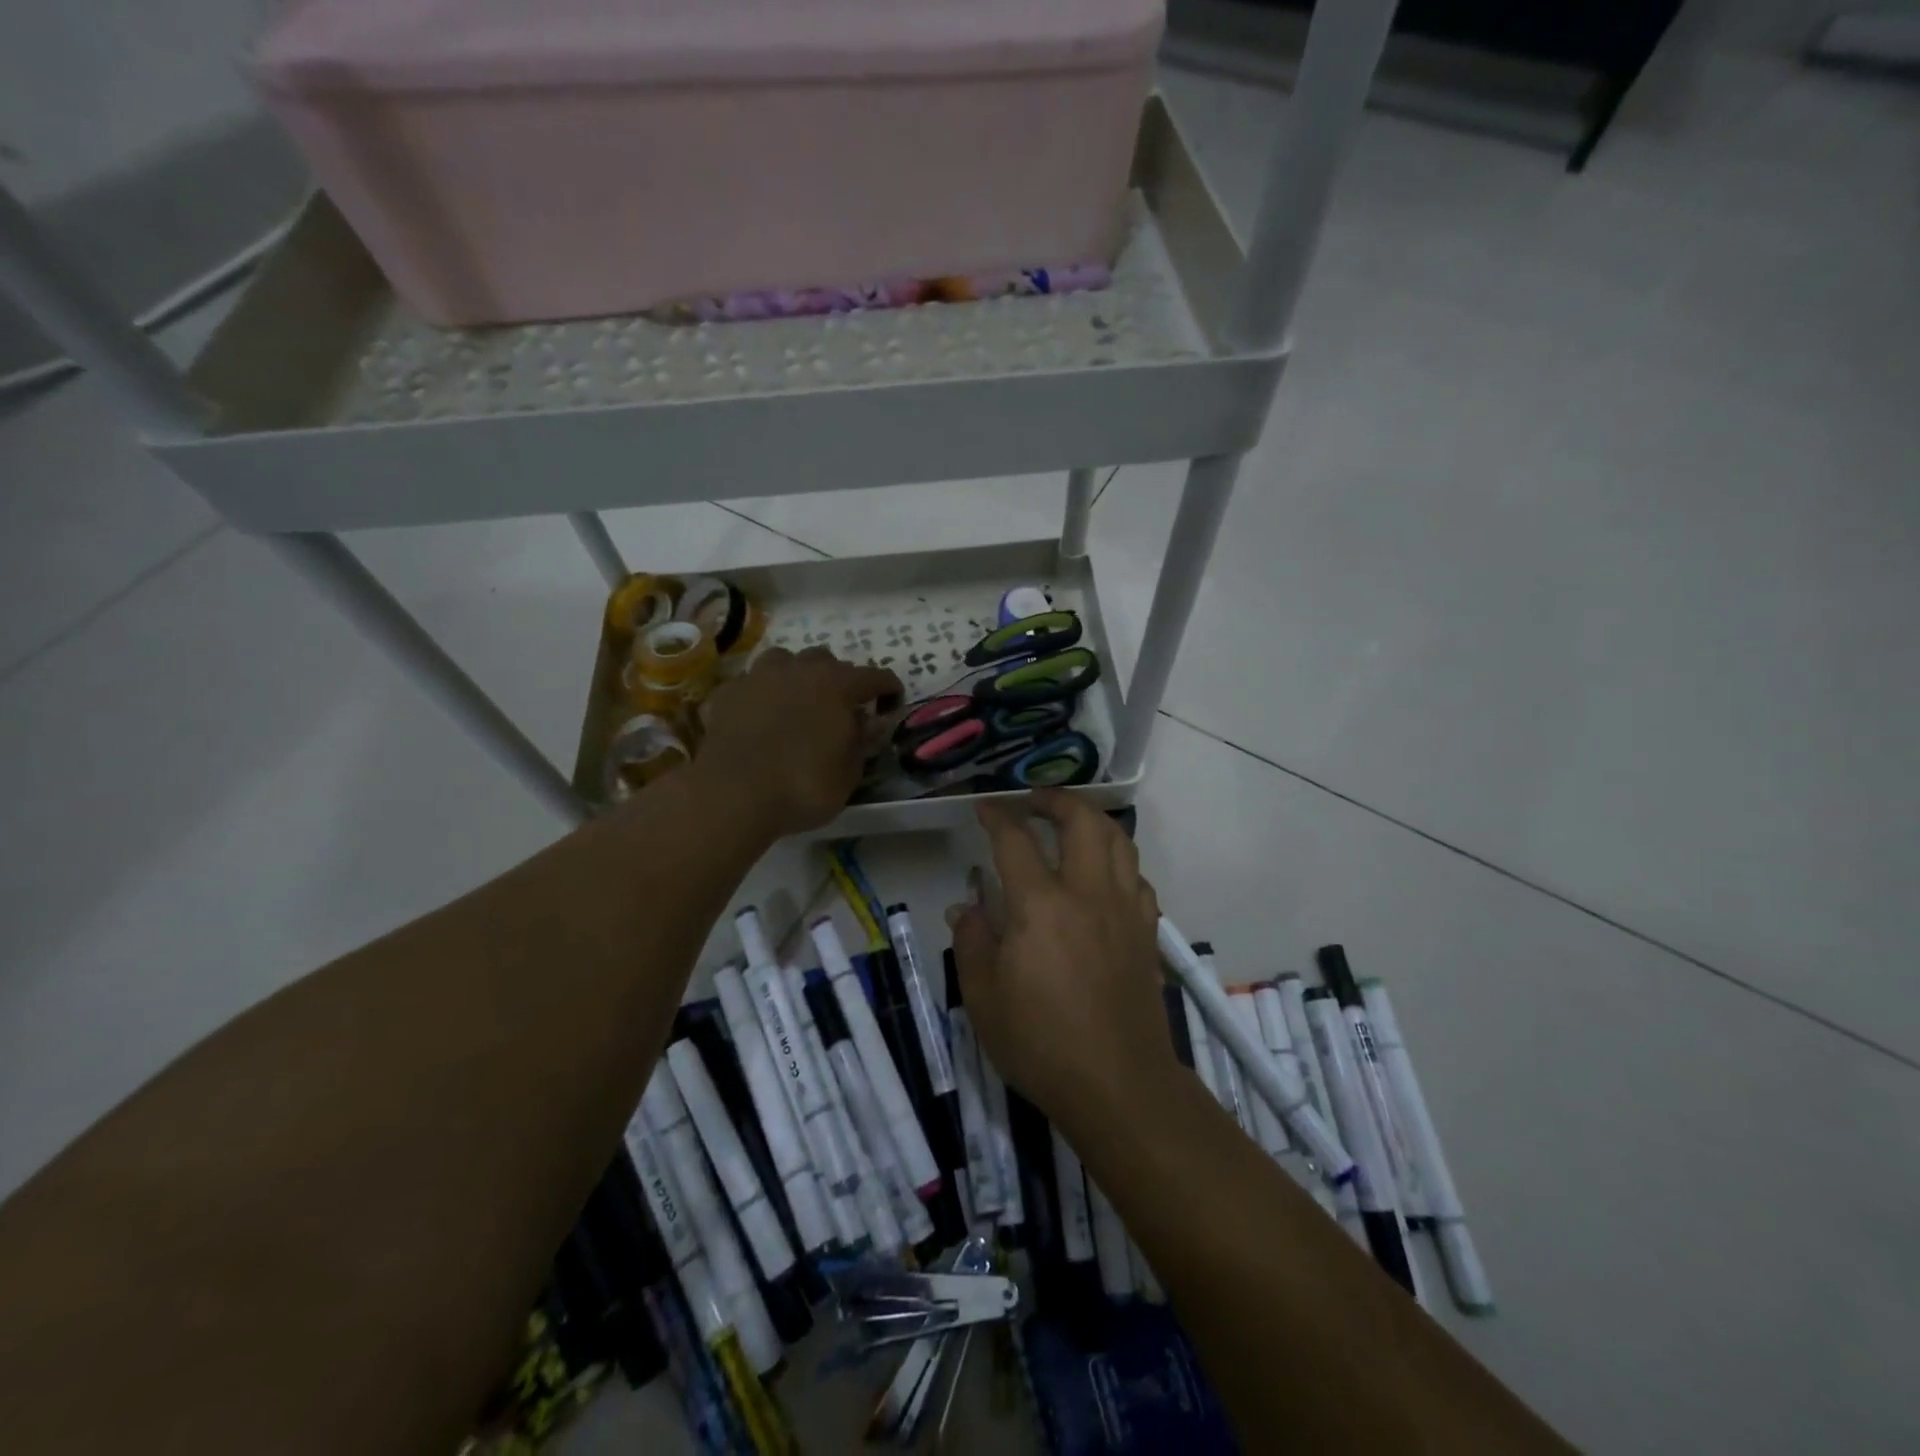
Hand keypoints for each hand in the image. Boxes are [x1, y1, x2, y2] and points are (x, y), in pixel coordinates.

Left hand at [695, 647, 900, 836]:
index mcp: (838, 686)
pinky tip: (759, 715)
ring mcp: (759, 677)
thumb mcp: (848, 774)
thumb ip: (861, 742)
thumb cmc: (802, 787)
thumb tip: (868, 721)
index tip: (892, 703)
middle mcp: (800, 670)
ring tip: (796, 701)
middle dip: (838, 679)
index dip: (888, 689)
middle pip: (826, 660)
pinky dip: (761, 694)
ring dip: (796, 676)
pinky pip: (751, 683)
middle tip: (840, 706)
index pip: (874, 676)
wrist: (733, 795)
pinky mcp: (728, 692)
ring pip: (784, 661)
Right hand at [947, 790, 1176, 1133]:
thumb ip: (973, 941)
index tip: (985, 807)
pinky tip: (1104, 875)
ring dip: (1093, 820)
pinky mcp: (1147, 932)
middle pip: (1082, 821)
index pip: (1016, 841)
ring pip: (1118, 840)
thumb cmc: (1041, 1044)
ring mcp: (1125, 910)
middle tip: (1035, 800)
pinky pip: (1137, 877)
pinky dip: (1118, 861)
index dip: (997, 816)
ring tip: (1071, 823)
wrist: (1119, 1085)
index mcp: (1041, 905)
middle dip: (1056, 800)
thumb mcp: (984, 998)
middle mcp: (1088, 893)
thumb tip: (966, 905)